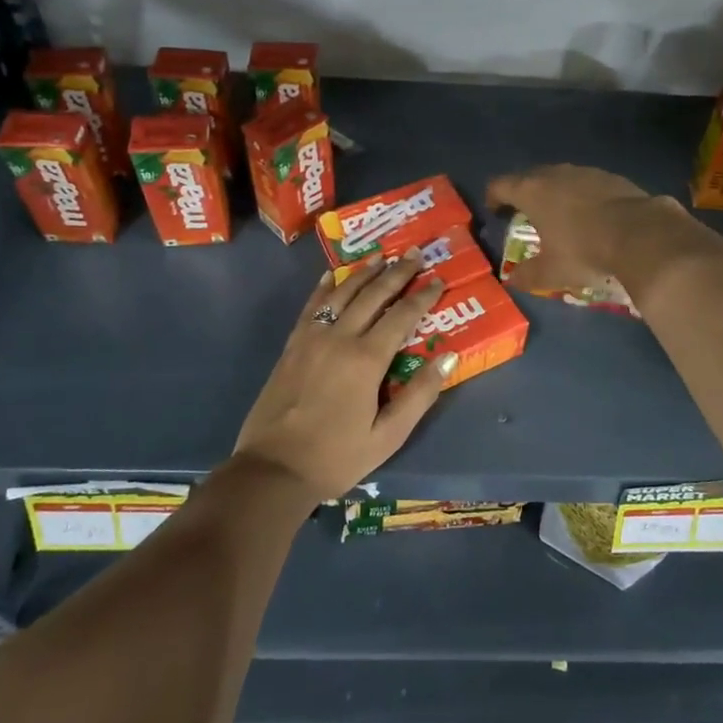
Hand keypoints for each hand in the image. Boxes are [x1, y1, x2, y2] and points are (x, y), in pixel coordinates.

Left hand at [233, 256, 452, 500]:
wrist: (274, 469)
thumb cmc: (337, 457)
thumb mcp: (388, 436)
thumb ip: (419, 395)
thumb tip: (448, 357)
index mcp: (366, 359)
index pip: (402, 316)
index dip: (423, 296)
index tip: (438, 280)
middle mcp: (340, 338)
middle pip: (373, 295)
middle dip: (397, 273)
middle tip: (414, 253)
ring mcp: (312, 338)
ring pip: (342, 293)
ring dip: (364, 273)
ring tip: (381, 257)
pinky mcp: (293, 345)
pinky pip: (312, 306)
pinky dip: (325, 286)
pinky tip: (333, 275)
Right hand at [485, 164, 680, 295]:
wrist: (640, 235)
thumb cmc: (584, 251)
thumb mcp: (551, 272)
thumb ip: (527, 275)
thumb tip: (512, 279)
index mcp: (532, 192)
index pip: (500, 185)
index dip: (493, 197)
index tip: (495, 212)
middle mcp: (555, 174)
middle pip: (529, 177)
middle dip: (522, 193)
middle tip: (524, 214)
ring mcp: (585, 172)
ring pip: (559, 177)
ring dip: (553, 192)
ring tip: (557, 214)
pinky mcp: (611, 177)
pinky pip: (586, 183)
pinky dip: (580, 195)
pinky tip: (590, 215)